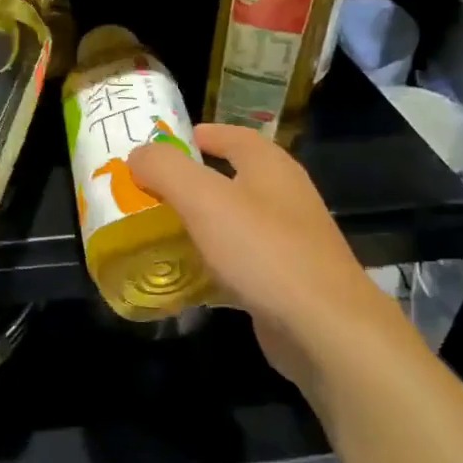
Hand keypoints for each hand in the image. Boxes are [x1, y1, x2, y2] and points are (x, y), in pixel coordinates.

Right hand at [129, 124, 401, 387]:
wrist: (324, 328)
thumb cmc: (263, 250)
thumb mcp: (203, 199)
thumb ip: (165, 169)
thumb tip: (138, 154)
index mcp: (269, 166)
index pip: (229, 135)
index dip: (193, 135)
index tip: (155, 148)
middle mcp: (282, 196)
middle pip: (227, 178)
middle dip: (186, 183)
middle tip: (144, 192)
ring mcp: (286, 240)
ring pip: (230, 222)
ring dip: (194, 224)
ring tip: (153, 232)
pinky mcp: (282, 279)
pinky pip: (236, 261)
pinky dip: (208, 262)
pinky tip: (182, 276)